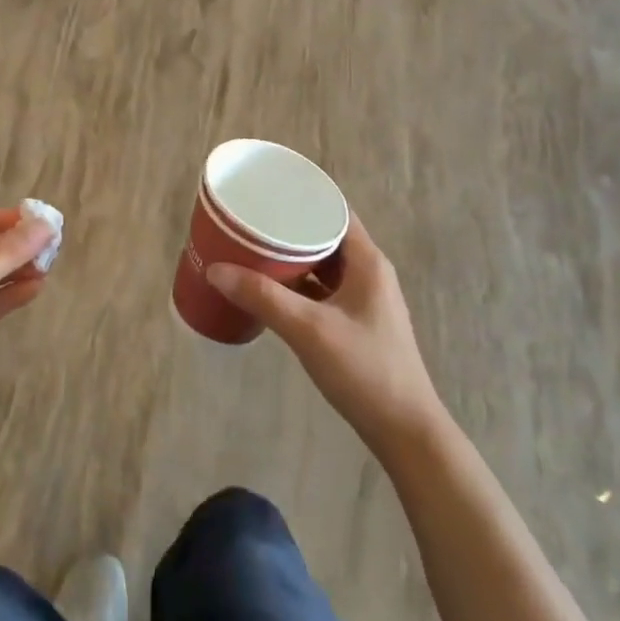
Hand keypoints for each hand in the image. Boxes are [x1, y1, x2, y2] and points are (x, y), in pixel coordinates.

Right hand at [207, 213, 445, 458]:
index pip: (334, 210)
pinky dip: (298, 284)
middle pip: (325, 236)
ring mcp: (363, 299)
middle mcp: (368, 272)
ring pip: (322, 264)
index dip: (303, 196)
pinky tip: (270, 288)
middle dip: (288, 227)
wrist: (404, 430)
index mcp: (367, 261)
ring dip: (292, 257)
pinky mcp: (355, 322)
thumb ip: (262, 297)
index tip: (267, 189)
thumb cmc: (364, 369)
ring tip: (252, 248)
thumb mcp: (309, 329)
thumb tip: (215, 269)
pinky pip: (322, 289)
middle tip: (250, 219)